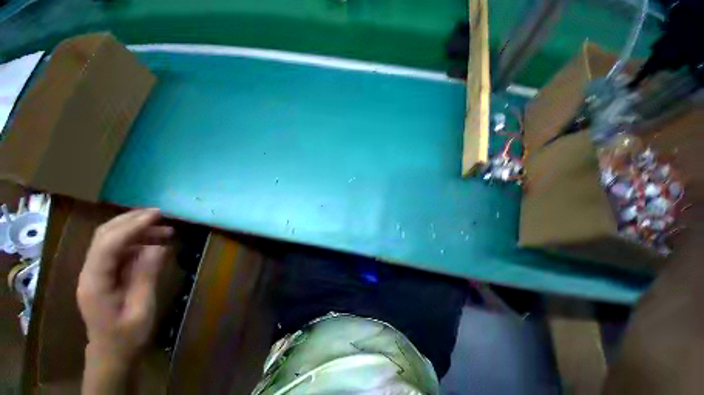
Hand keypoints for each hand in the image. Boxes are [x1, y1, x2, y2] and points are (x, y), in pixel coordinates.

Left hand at [77, 208, 172, 363]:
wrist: (112, 354)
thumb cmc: (127, 337)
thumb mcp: (142, 309)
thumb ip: (146, 276)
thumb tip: (159, 246)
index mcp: (95, 283)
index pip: (107, 244)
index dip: (131, 226)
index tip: (156, 215)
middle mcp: (90, 272)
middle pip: (104, 236)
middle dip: (131, 221)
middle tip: (160, 214)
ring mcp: (96, 273)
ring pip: (111, 240)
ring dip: (136, 230)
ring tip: (165, 230)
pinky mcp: (105, 274)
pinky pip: (119, 251)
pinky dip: (137, 242)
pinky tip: (155, 244)